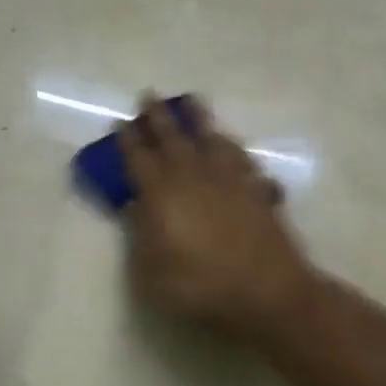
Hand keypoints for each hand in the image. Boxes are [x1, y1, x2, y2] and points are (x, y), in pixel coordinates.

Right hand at [118, 95, 315, 338]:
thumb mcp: (151, 272)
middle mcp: (194, 176)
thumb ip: (139, 236)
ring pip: (211, 138)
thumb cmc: (200, 286)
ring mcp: (229, 179)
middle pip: (172, 137)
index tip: (120, 122)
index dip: (127, 140)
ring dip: (199, 118)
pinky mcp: (256, 188)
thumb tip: (136, 206)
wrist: (266, 291)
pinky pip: (241, 157)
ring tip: (192, 101)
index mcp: (162, 194)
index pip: (138, 158)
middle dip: (158, 115)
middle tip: (149, 94)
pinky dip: (232, 146)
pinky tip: (230, 143)